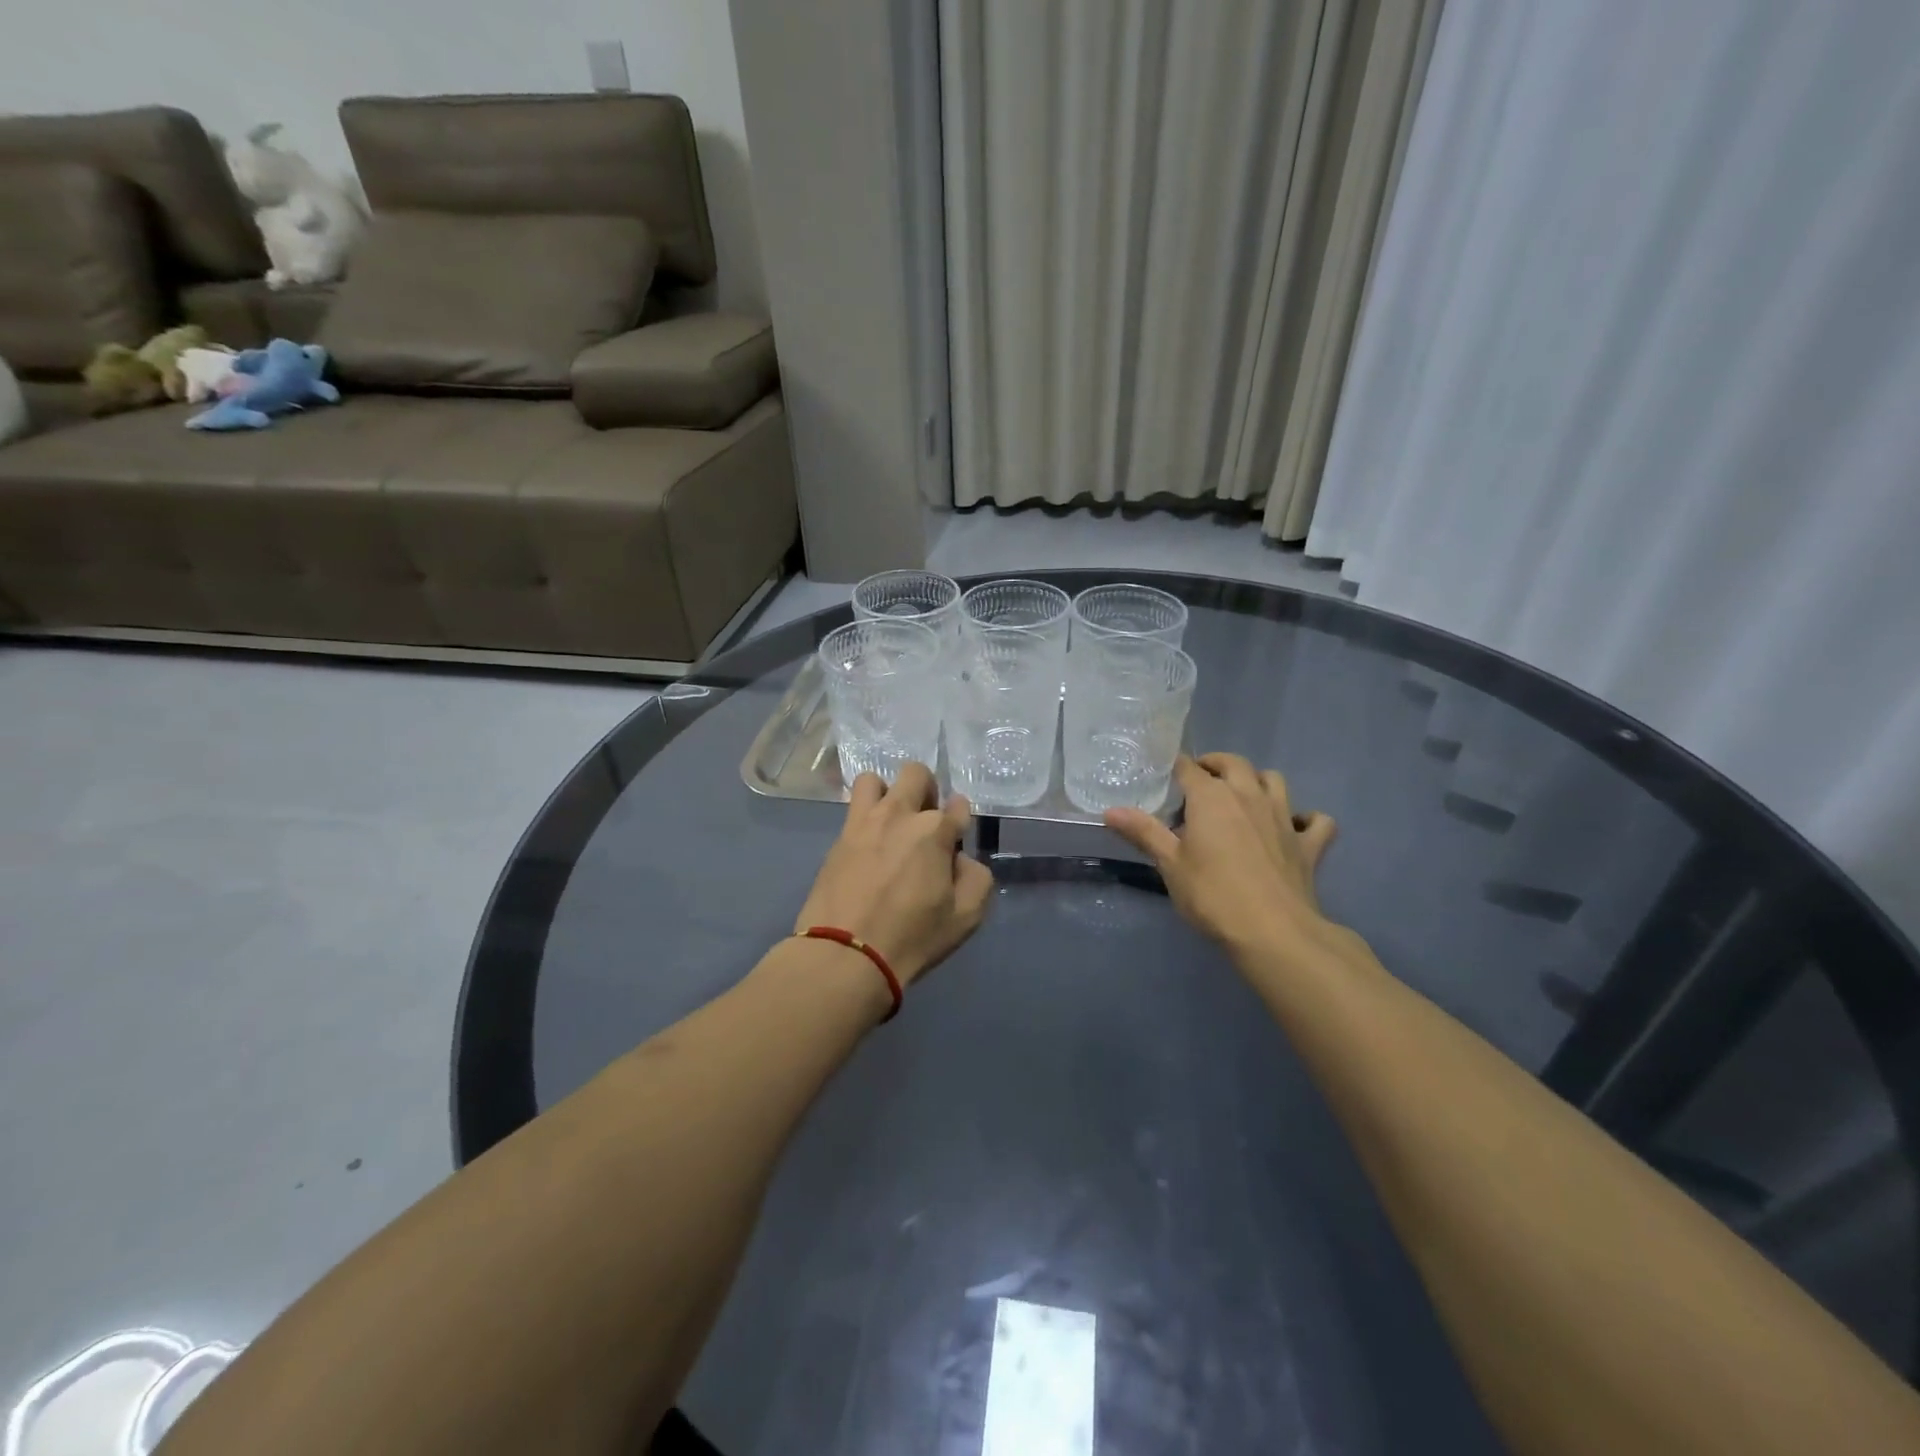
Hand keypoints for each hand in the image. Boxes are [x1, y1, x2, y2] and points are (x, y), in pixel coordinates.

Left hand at [795, 762, 994, 985]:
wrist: (846, 955)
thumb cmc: (912, 937)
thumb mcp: (965, 917)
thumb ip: (975, 878)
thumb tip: (960, 859)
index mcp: (935, 831)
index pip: (958, 806)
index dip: (960, 821)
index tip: (955, 840)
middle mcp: (900, 814)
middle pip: (916, 774)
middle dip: (927, 791)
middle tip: (925, 823)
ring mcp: (864, 822)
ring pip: (874, 780)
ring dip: (888, 794)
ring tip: (891, 823)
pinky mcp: (839, 838)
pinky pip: (853, 809)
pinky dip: (865, 816)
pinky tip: (869, 844)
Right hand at [1104, 753, 1337, 954]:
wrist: (1274, 932)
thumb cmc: (1212, 895)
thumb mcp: (1169, 865)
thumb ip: (1143, 832)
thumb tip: (1110, 810)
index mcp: (1212, 798)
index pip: (1189, 768)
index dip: (1177, 768)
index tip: (1166, 776)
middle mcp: (1249, 796)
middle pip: (1234, 763)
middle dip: (1215, 764)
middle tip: (1200, 779)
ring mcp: (1284, 817)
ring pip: (1275, 780)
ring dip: (1258, 781)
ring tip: (1243, 796)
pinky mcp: (1309, 844)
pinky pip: (1317, 820)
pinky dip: (1306, 819)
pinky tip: (1295, 828)